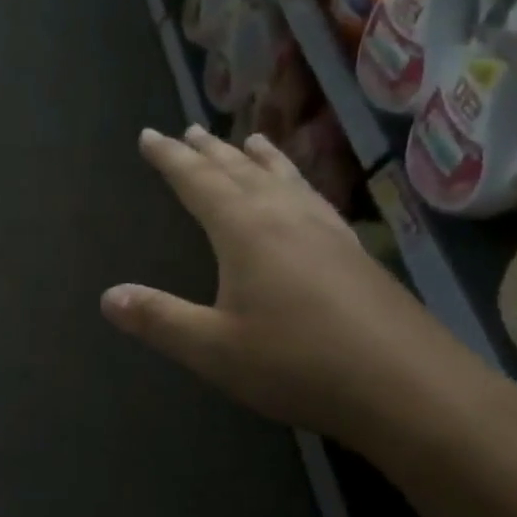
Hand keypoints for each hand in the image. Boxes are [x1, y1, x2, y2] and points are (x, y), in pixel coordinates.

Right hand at [101, 125, 461, 442]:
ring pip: (284, 178)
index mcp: (246, 230)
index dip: (170, 159)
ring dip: (258, 159)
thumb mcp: (213, 348)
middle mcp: (286, 216)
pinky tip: (304, 194)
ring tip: (248, 138)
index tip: (149, 135)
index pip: (198, 182)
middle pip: (240, 171)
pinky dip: (296, 181)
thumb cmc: (298, 364)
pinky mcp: (355, 251)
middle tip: (188, 130)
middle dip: (209, 151)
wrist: (408, 386)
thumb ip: (159, 318)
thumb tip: (107, 296)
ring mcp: (327, 230)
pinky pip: (314, 197)